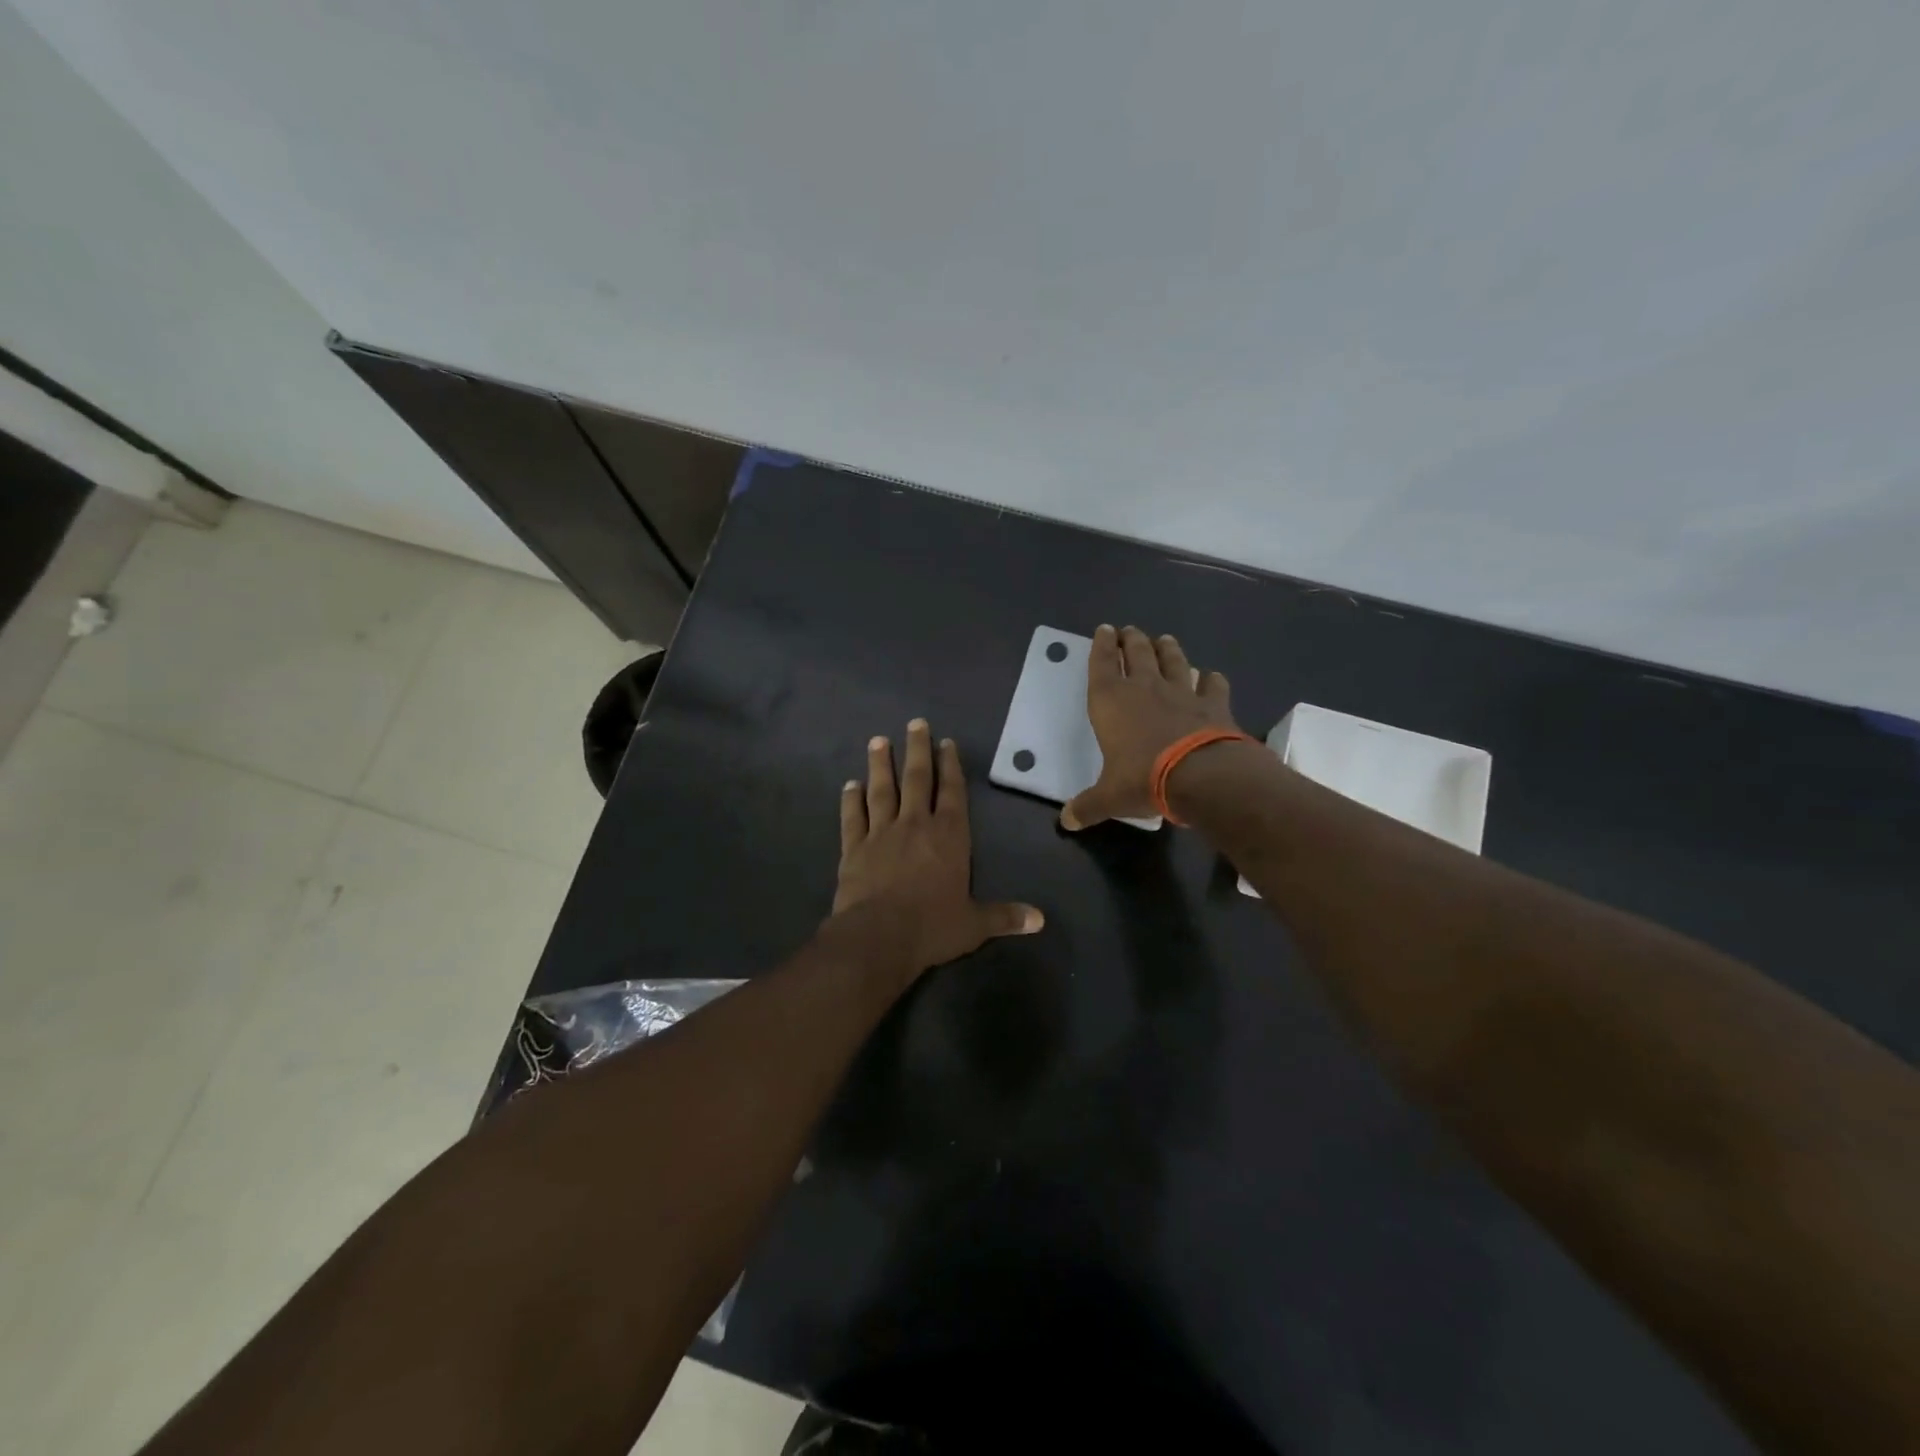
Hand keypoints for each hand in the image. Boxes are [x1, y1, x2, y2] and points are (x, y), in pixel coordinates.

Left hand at [832, 718, 1043, 974]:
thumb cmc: (932, 927)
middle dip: (916, 750)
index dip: (950, 765)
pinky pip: (852, 817)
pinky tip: (849, 785)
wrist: (878, 937)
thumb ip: (1004, 916)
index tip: (945, 742)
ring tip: (878, 740)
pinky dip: (850, 800)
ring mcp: (881, 833)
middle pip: (916, 779)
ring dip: (880, 765)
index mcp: (949, 836)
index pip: (951, 792)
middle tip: (914, 723)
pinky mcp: (854, 848)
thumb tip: (1040, 921)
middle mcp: (915, 825)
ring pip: (881, 790)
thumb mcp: (974, 924)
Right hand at [1061, 625, 1240, 829]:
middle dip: (1131, 640)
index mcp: (1111, 702)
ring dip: (1168, 649)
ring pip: (1174, 661)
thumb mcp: (1109, 798)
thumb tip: (1066, 822)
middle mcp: (1145, 688)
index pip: (1102, 664)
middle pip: (1137, 653)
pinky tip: (1211, 677)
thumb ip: (1087, 806)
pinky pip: (1212, 685)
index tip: (1103, 630)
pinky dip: (1211, 679)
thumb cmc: (1143, 779)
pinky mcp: (1214, 704)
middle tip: (1129, 630)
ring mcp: (1182, 693)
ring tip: (1164, 639)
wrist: (1201, 776)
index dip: (1101, 646)